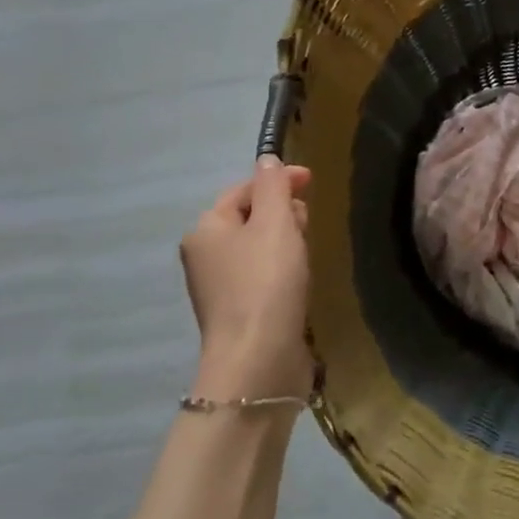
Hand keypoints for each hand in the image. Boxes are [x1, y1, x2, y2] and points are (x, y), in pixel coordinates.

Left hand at [180, 157, 314, 399]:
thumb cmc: (266, 282)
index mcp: (206, 228)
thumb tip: (267, 159)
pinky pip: (262, 274)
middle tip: (309, 223)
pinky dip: (283, 268)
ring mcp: (219, 287)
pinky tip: (300, 279)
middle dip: (283, 211)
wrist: (258, 360)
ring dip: (286, 240)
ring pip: (258, 246)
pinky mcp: (239, 312)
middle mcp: (205, 255)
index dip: (278, 180)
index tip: (313, 181)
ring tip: (308, 251)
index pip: (244, 189)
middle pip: (250, 216)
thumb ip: (274, 186)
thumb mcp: (275, 223)